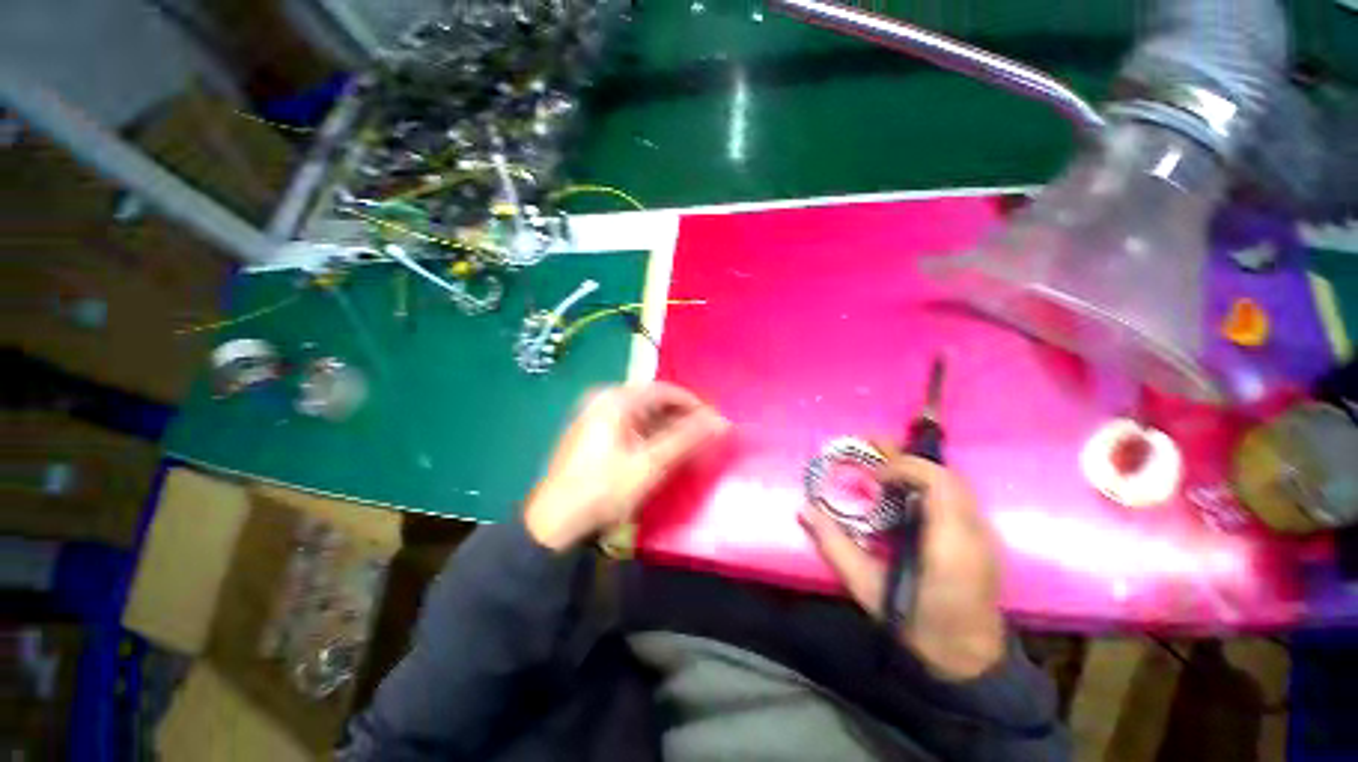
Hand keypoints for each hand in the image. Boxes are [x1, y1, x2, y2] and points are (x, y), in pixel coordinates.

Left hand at [525, 383, 729, 550]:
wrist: (554, 523)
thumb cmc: (604, 489)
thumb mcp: (650, 464)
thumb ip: (687, 439)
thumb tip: (721, 422)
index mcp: (615, 399)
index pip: (665, 390)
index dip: (694, 404)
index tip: (713, 423)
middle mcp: (603, 399)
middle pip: (653, 400)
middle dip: (680, 417)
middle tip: (702, 437)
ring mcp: (594, 414)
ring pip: (641, 413)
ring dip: (665, 427)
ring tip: (685, 446)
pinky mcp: (590, 431)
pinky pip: (629, 424)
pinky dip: (648, 434)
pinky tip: (658, 451)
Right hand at [800, 449, 1005, 679]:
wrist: (969, 660)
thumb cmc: (917, 625)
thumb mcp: (867, 589)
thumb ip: (835, 546)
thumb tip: (805, 509)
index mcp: (949, 545)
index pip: (937, 483)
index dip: (904, 468)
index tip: (874, 477)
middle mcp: (974, 532)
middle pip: (947, 475)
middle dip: (907, 457)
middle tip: (871, 444)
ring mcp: (984, 534)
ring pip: (953, 482)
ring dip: (917, 468)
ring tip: (883, 463)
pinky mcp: (982, 538)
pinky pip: (956, 495)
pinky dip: (927, 483)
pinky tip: (905, 492)